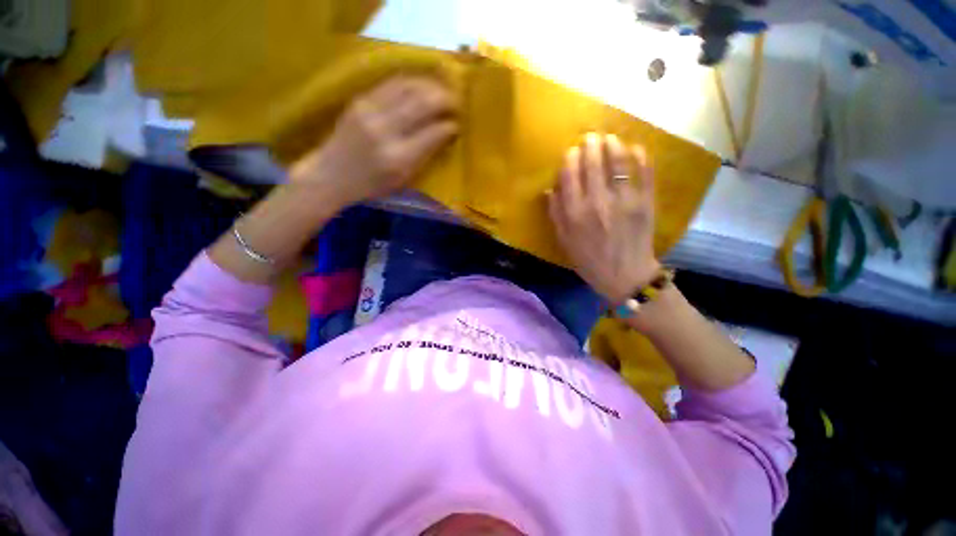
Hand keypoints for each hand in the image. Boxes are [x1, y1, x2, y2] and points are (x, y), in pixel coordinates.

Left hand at [290, 75, 457, 207]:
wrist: (332, 174)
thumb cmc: (372, 185)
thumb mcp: (404, 180)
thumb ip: (425, 157)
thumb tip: (445, 134)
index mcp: (399, 159)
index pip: (432, 134)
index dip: (449, 126)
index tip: (457, 125)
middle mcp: (385, 131)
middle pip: (422, 104)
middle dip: (444, 100)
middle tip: (456, 102)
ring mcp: (370, 111)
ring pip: (408, 87)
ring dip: (429, 86)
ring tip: (441, 91)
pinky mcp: (360, 100)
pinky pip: (391, 84)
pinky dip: (411, 82)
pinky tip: (420, 85)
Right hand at [547, 133, 659, 304]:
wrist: (624, 275)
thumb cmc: (589, 260)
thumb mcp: (564, 241)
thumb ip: (556, 214)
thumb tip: (550, 189)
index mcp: (575, 213)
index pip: (570, 175)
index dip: (570, 158)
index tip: (571, 151)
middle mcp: (597, 202)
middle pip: (593, 163)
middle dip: (591, 145)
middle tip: (591, 137)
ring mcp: (623, 200)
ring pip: (618, 163)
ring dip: (614, 145)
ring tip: (610, 138)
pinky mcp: (645, 202)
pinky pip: (644, 173)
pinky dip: (640, 157)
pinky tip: (635, 149)